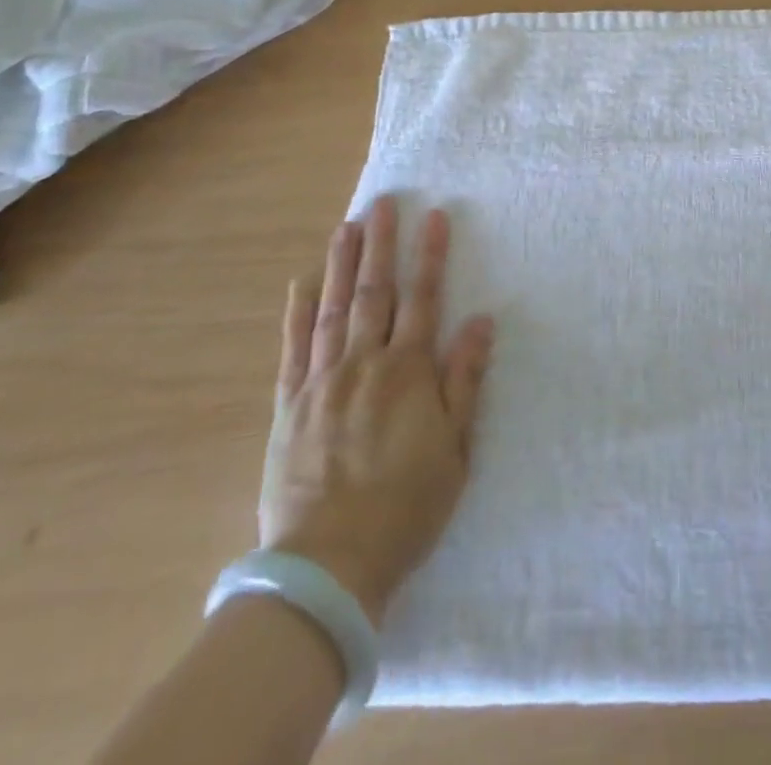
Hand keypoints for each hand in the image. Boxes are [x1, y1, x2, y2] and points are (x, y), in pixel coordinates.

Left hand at [259, 197, 495, 623]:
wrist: (329, 566)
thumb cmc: (406, 506)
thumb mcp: (455, 448)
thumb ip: (465, 379)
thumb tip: (480, 321)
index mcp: (408, 372)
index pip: (423, 299)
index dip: (431, 256)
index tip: (434, 217)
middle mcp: (364, 364)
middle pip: (375, 293)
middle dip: (381, 245)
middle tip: (383, 204)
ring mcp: (321, 382)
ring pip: (333, 309)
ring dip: (341, 264)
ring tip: (347, 226)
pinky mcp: (289, 405)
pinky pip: (293, 348)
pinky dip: (298, 312)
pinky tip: (302, 282)